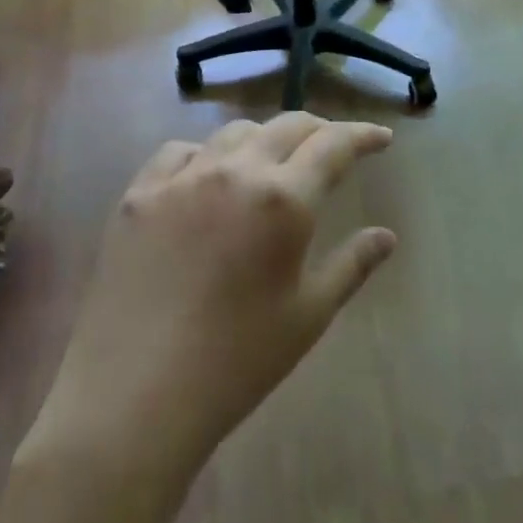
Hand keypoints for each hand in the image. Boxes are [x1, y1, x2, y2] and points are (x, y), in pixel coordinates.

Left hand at [29, 114, 396, 486]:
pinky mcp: (138, 195)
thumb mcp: (308, 315)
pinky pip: (179, 152)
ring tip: (272, 162)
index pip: (333, 145)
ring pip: (233, 133)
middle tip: (333, 147)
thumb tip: (386, 236)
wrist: (135, 395)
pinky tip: (207, 179)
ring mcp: (180, 179)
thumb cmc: (237, 361)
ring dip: (264, 138)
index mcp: (283, 199)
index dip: (362, 135)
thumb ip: (352, 265)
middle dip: (318, 130)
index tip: (380, 138)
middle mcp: (233, 172)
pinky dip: (206, 154)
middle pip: (285, 127)